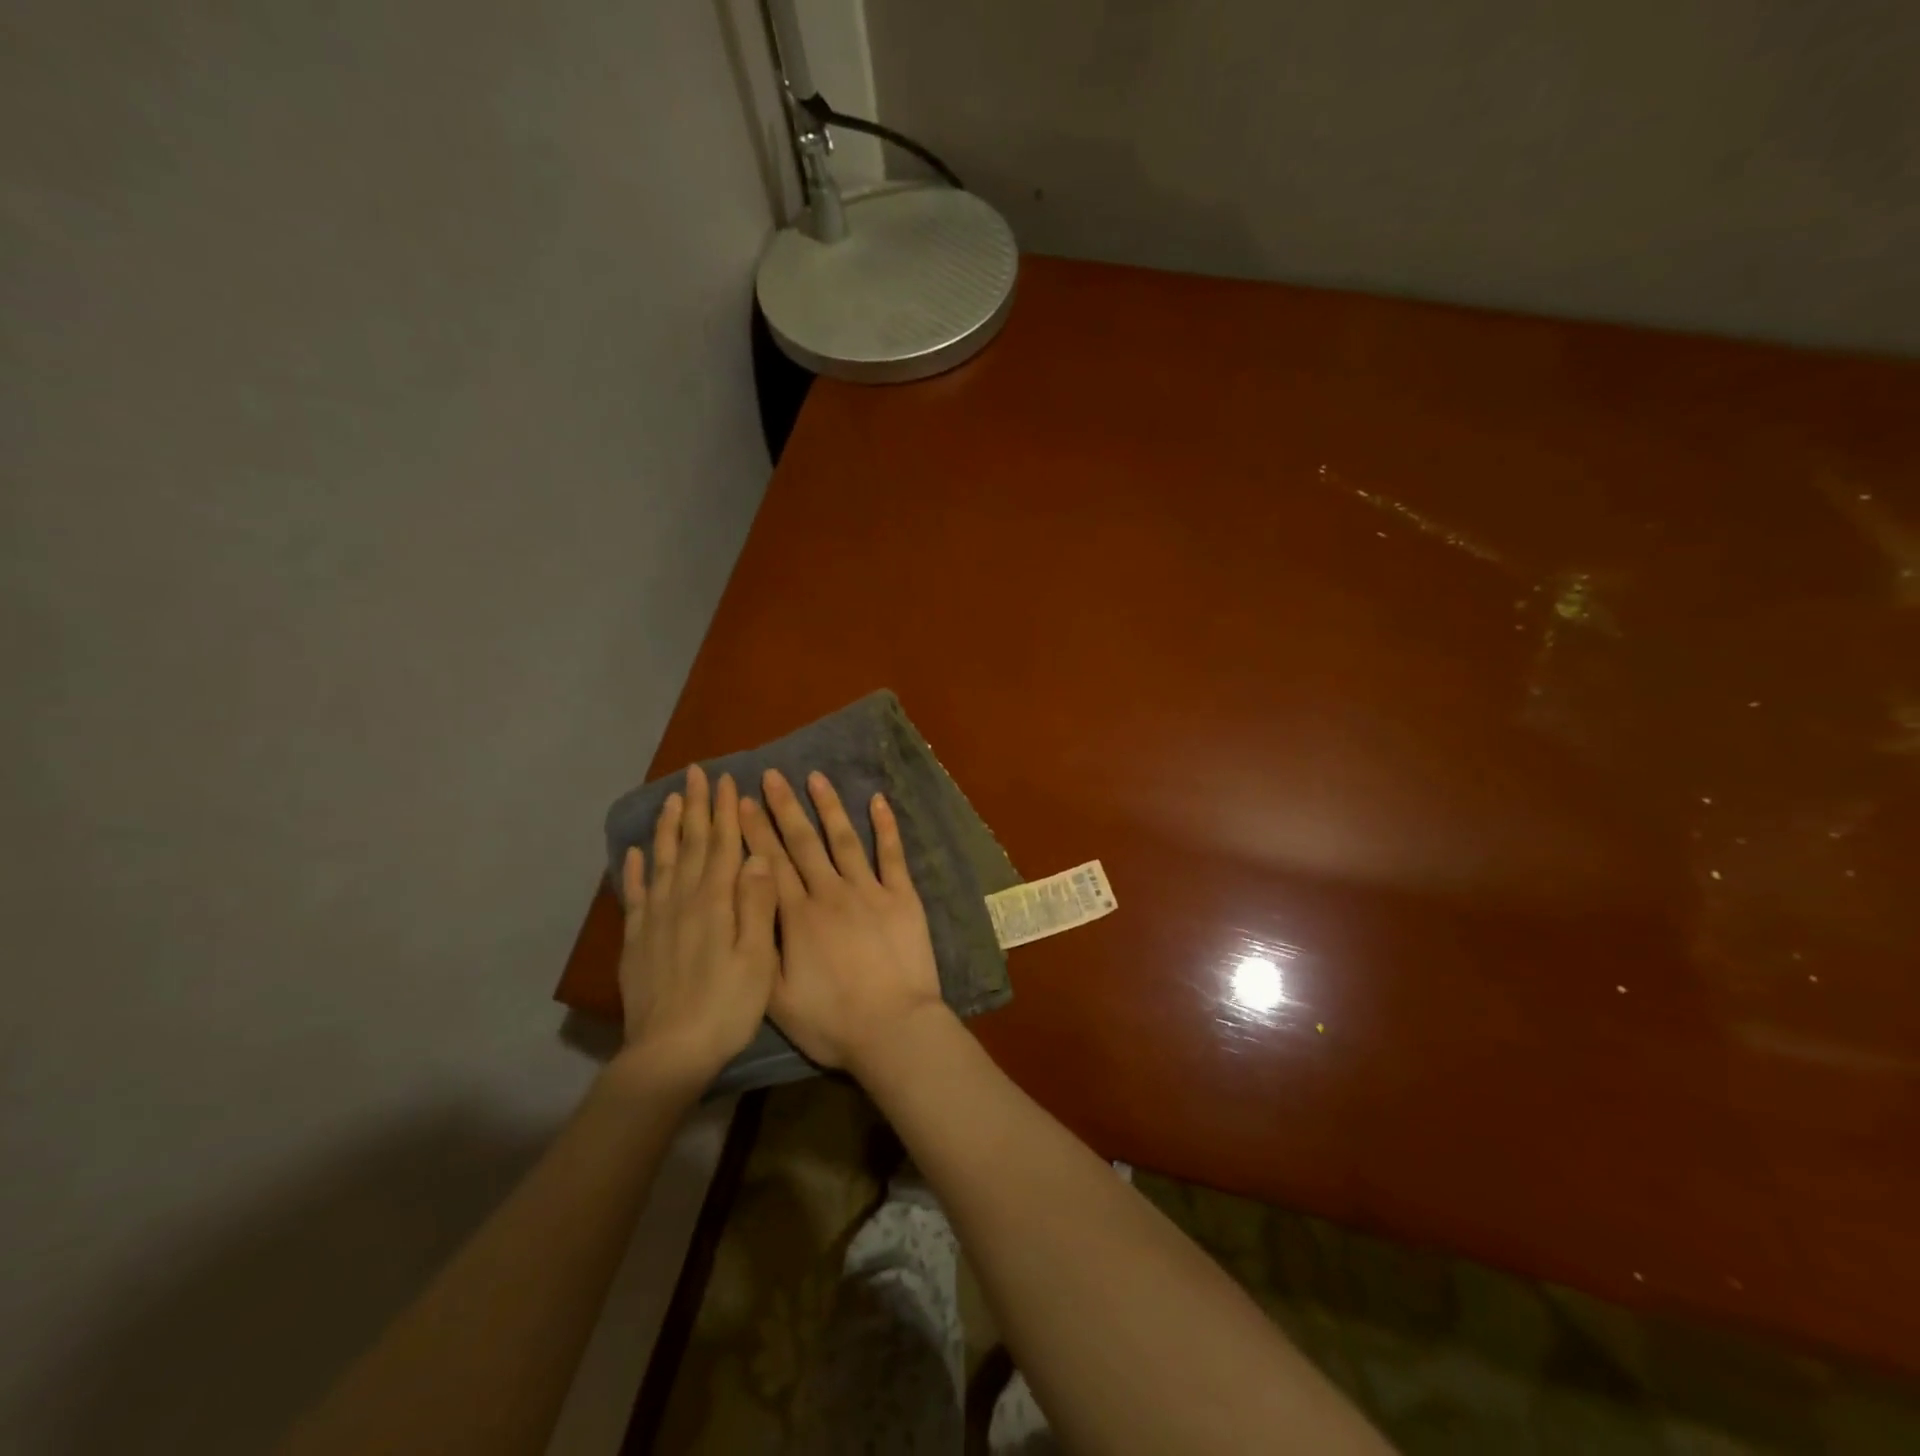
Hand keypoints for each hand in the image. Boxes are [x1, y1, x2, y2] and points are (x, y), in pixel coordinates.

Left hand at [616, 764, 778, 1088]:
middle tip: (696, 773)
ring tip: (670, 800)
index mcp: (714, 902)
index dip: (724, 811)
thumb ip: (757, 904)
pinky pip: (635, 895)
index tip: (727, 780)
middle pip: (690, 845)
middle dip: (696, 807)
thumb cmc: (727, 1005)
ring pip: (661, 862)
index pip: (721, 845)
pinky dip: (634, 871)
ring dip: (667, 829)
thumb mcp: (758, 957)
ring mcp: (654, 920)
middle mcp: (682, 901)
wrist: (670, 1052)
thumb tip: (758, 854)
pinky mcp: (636, 941)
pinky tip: (633, 853)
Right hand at [740, 769, 947, 1071]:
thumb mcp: (776, 998)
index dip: (753, 831)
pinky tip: (877, 800)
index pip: (769, 864)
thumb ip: (759, 949)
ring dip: (829, 806)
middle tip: (771, 775)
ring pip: (844, 839)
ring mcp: (869, 891)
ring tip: (816, 777)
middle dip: (783, 807)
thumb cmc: (832, 1022)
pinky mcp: (902, 897)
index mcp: (797, 917)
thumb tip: (745, 906)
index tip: (740, 801)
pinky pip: (892, 854)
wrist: (893, 1029)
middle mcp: (830, 893)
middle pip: (803, 843)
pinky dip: (886, 826)